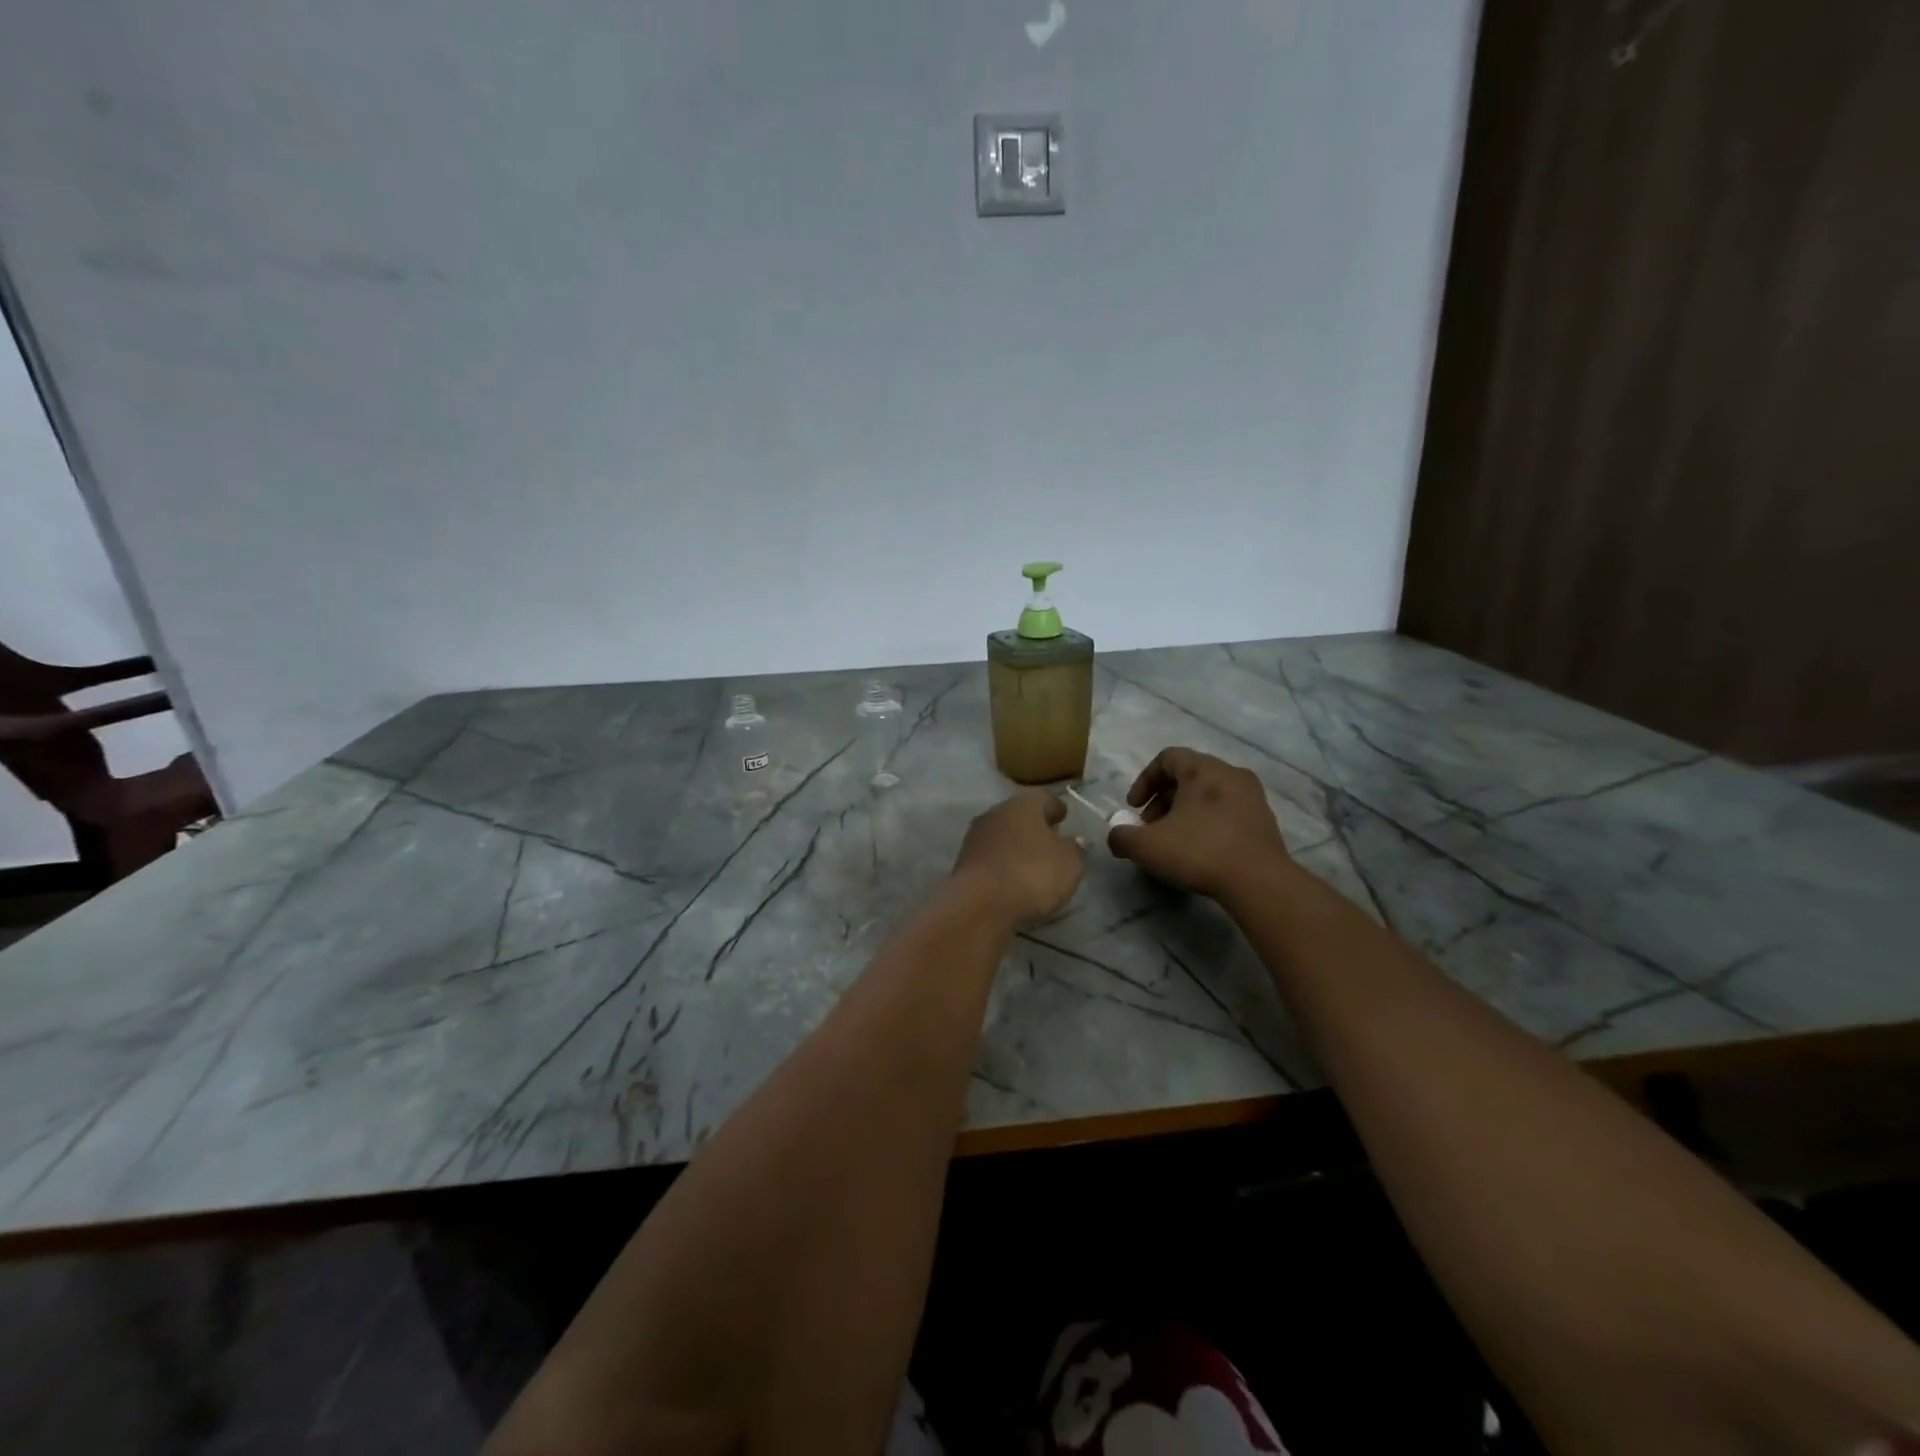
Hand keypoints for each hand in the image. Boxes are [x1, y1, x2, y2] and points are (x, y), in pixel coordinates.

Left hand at [950, 789, 1085, 928]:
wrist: (980, 904)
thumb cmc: (1033, 874)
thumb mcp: (1069, 863)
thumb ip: (1075, 849)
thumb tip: (1076, 840)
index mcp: (1024, 804)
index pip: (1044, 798)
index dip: (1056, 807)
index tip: (1064, 817)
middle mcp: (996, 812)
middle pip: (1019, 814)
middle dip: (1034, 825)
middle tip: (1050, 839)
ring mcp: (976, 836)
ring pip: (1002, 834)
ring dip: (1016, 844)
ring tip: (1032, 861)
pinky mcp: (963, 861)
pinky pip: (991, 856)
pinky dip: (1003, 862)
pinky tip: (1012, 876)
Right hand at [1108, 747, 1289, 899]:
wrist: (1259, 882)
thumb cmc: (1199, 852)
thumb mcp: (1146, 846)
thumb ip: (1122, 837)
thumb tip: (1116, 836)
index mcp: (1203, 769)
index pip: (1167, 758)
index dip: (1144, 781)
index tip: (1133, 808)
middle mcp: (1230, 773)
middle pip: (1188, 776)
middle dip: (1162, 801)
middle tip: (1150, 828)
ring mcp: (1252, 796)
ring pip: (1208, 794)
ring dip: (1185, 813)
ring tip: (1173, 842)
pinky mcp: (1265, 820)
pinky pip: (1228, 811)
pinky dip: (1208, 822)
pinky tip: (1200, 851)